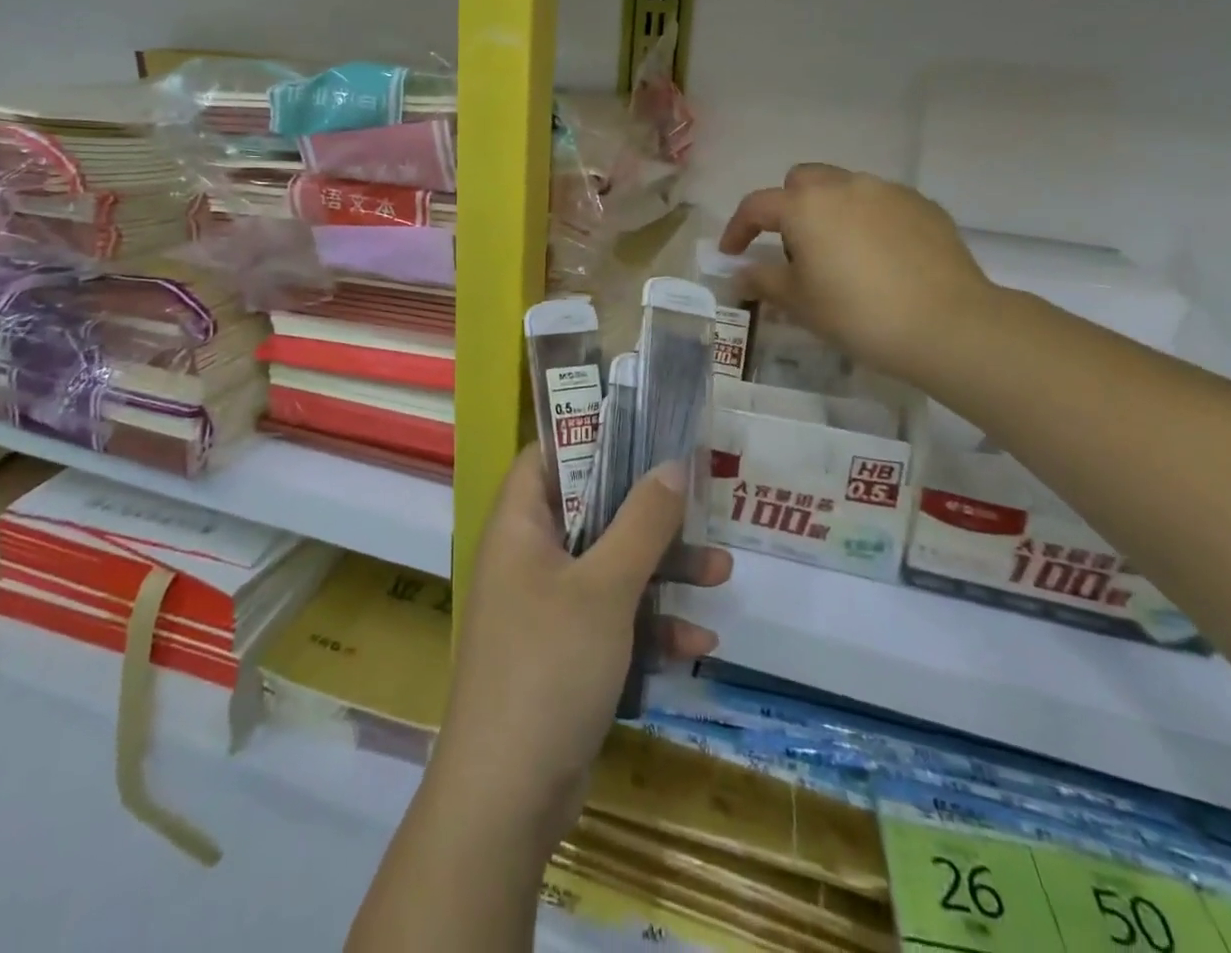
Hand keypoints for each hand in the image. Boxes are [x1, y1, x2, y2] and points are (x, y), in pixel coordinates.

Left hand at [436, 445, 731, 851]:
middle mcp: (528, 558)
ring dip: (662, 571)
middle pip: (591, 511)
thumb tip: (671, 464)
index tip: (644, 432)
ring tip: (722, 573)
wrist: (508, 797)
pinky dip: (650, 626)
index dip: (591, 436)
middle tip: (697, 504)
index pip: (548, 456)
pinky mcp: (565, 654)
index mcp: (520, 526)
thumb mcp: (605, 587)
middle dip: (648, 514)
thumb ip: (642, 523)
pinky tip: (698, 643)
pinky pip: (612, 621)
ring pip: (609, 568)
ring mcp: (545, 608)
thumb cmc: (550, 665)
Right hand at [720, 164, 995, 384]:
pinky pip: (881, 203)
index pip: (756, 206)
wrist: (948, 324)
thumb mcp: (798, 303)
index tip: (733, 253)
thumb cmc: (857, 313)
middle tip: (792, 248)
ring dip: (829, 211)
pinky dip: (867, 220)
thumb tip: (740, 274)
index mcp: (805, 206)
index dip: (738, 229)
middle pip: (802, 181)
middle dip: (788, 207)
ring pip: (845, 188)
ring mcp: (888, 192)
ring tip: (839, 254)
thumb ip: (762, 280)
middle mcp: (845, 186)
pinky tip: (878, 258)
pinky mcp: (923, 206)